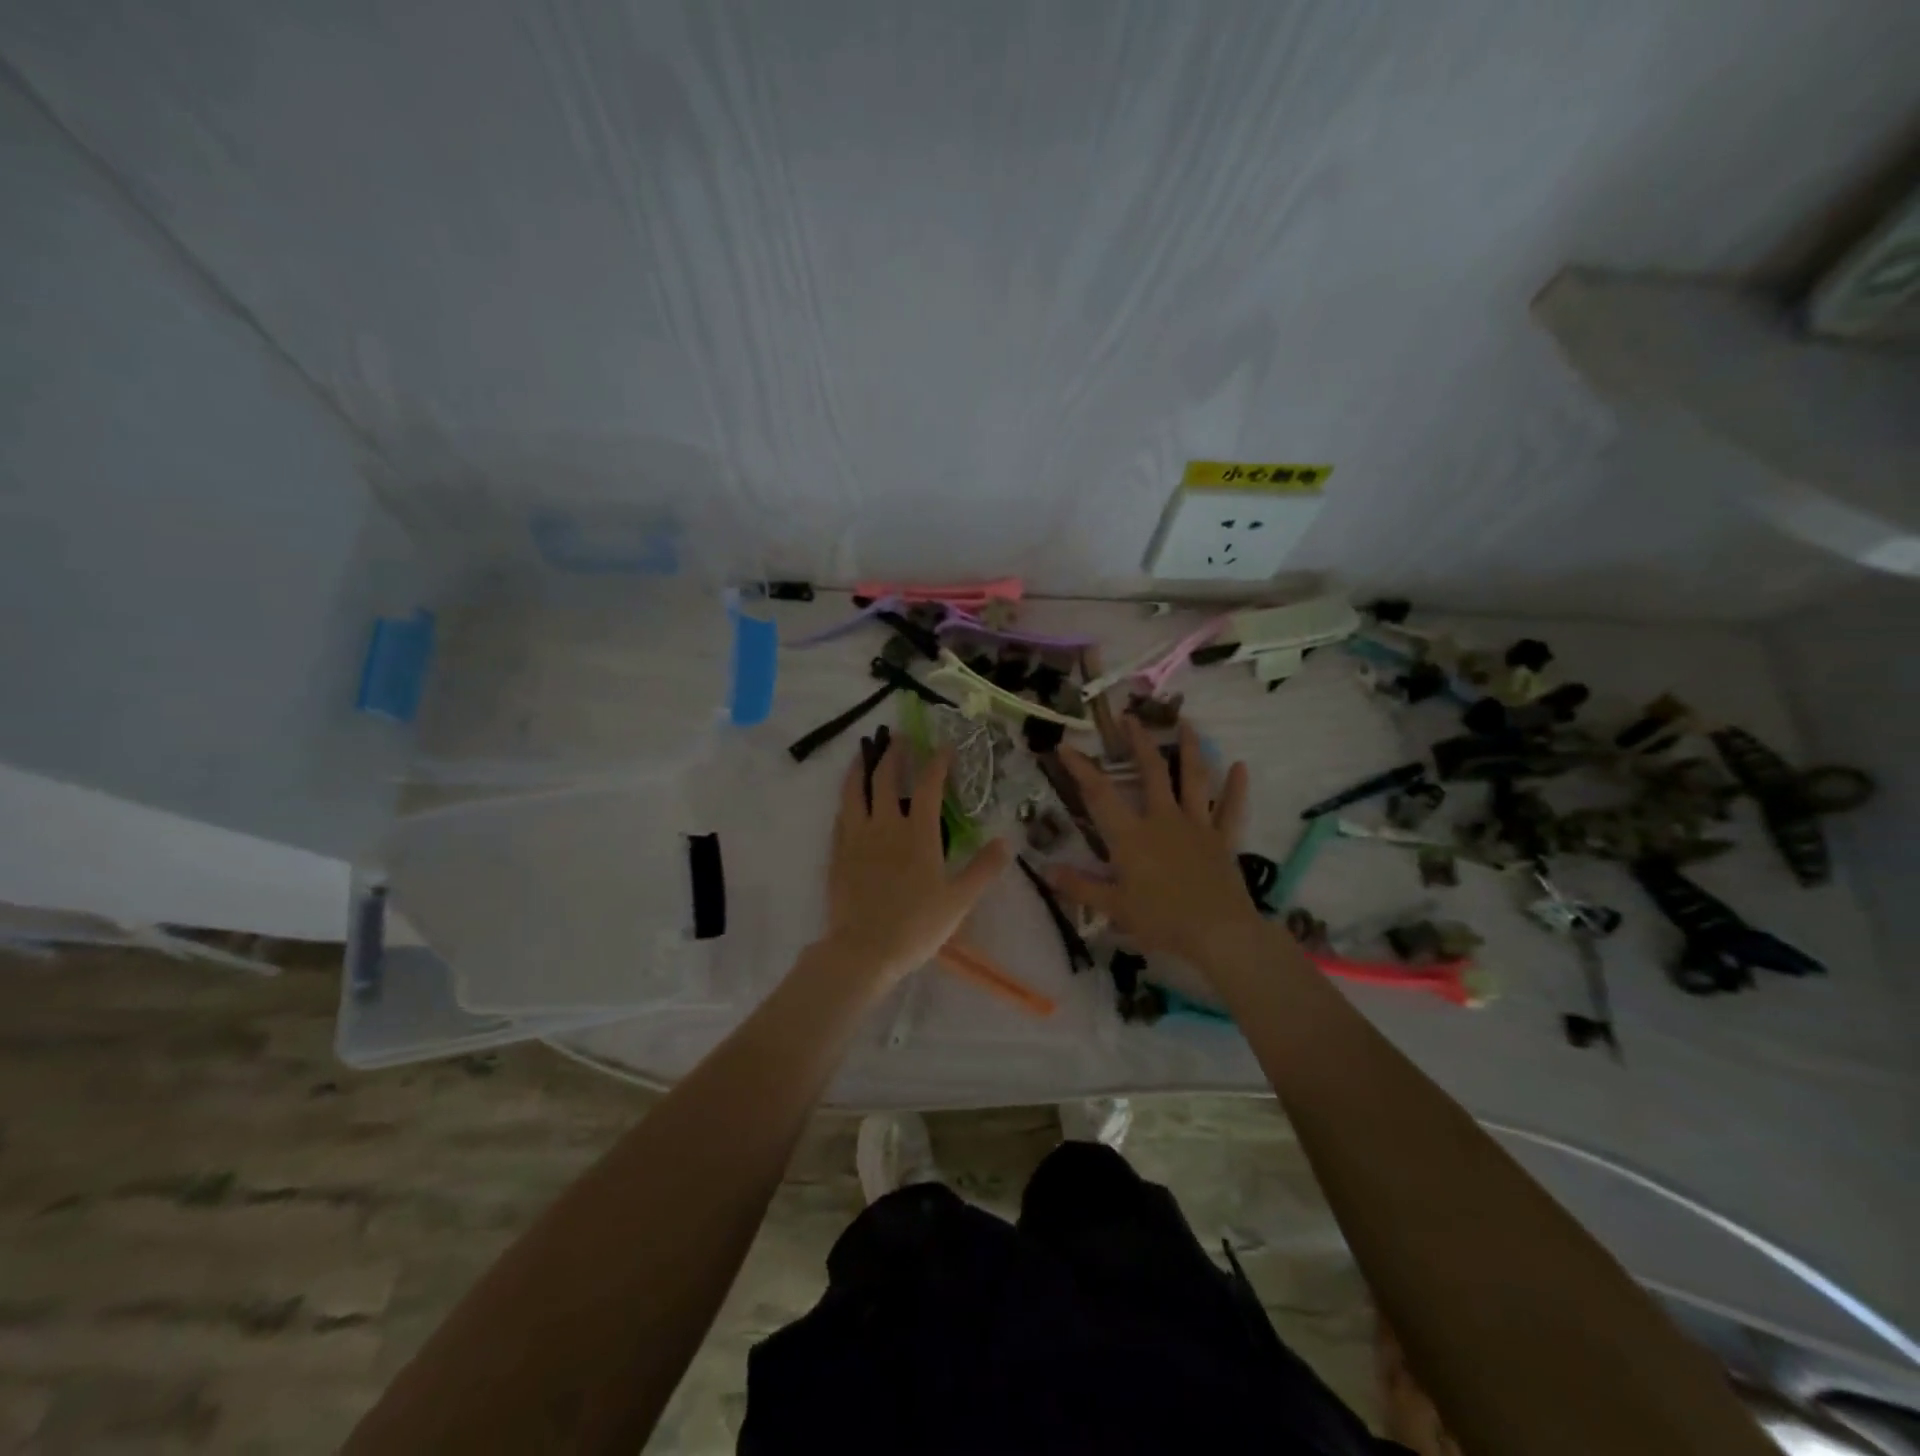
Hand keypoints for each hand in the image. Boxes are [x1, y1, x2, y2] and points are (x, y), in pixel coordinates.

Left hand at [817, 737, 1011, 983]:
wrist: (863, 950)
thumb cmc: (915, 926)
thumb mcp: (959, 901)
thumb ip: (983, 869)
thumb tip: (1005, 842)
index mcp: (918, 834)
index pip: (930, 786)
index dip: (938, 762)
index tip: (944, 746)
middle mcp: (885, 826)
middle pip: (886, 779)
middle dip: (894, 753)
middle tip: (899, 736)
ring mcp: (856, 838)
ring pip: (855, 791)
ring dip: (861, 768)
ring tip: (864, 753)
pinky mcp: (837, 853)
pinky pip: (840, 816)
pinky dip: (846, 800)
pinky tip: (848, 799)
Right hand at [1047, 719, 1258, 966]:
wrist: (1219, 933)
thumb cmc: (1162, 920)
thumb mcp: (1114, 908)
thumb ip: (1079, 887)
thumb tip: (1045, 869)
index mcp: (1131, 836)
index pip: (1099, 795)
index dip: (1080, 769)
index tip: (1065, 746)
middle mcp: (1163, 820)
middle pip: (1151, 772)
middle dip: (1139, 742)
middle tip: (1130, 717)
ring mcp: (1196, 826)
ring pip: (1193, 780)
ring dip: (1190, 750)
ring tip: (1187, 723)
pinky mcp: (1222, 840)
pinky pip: (1231, 810)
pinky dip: (1236, 789)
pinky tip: (1240, 766)